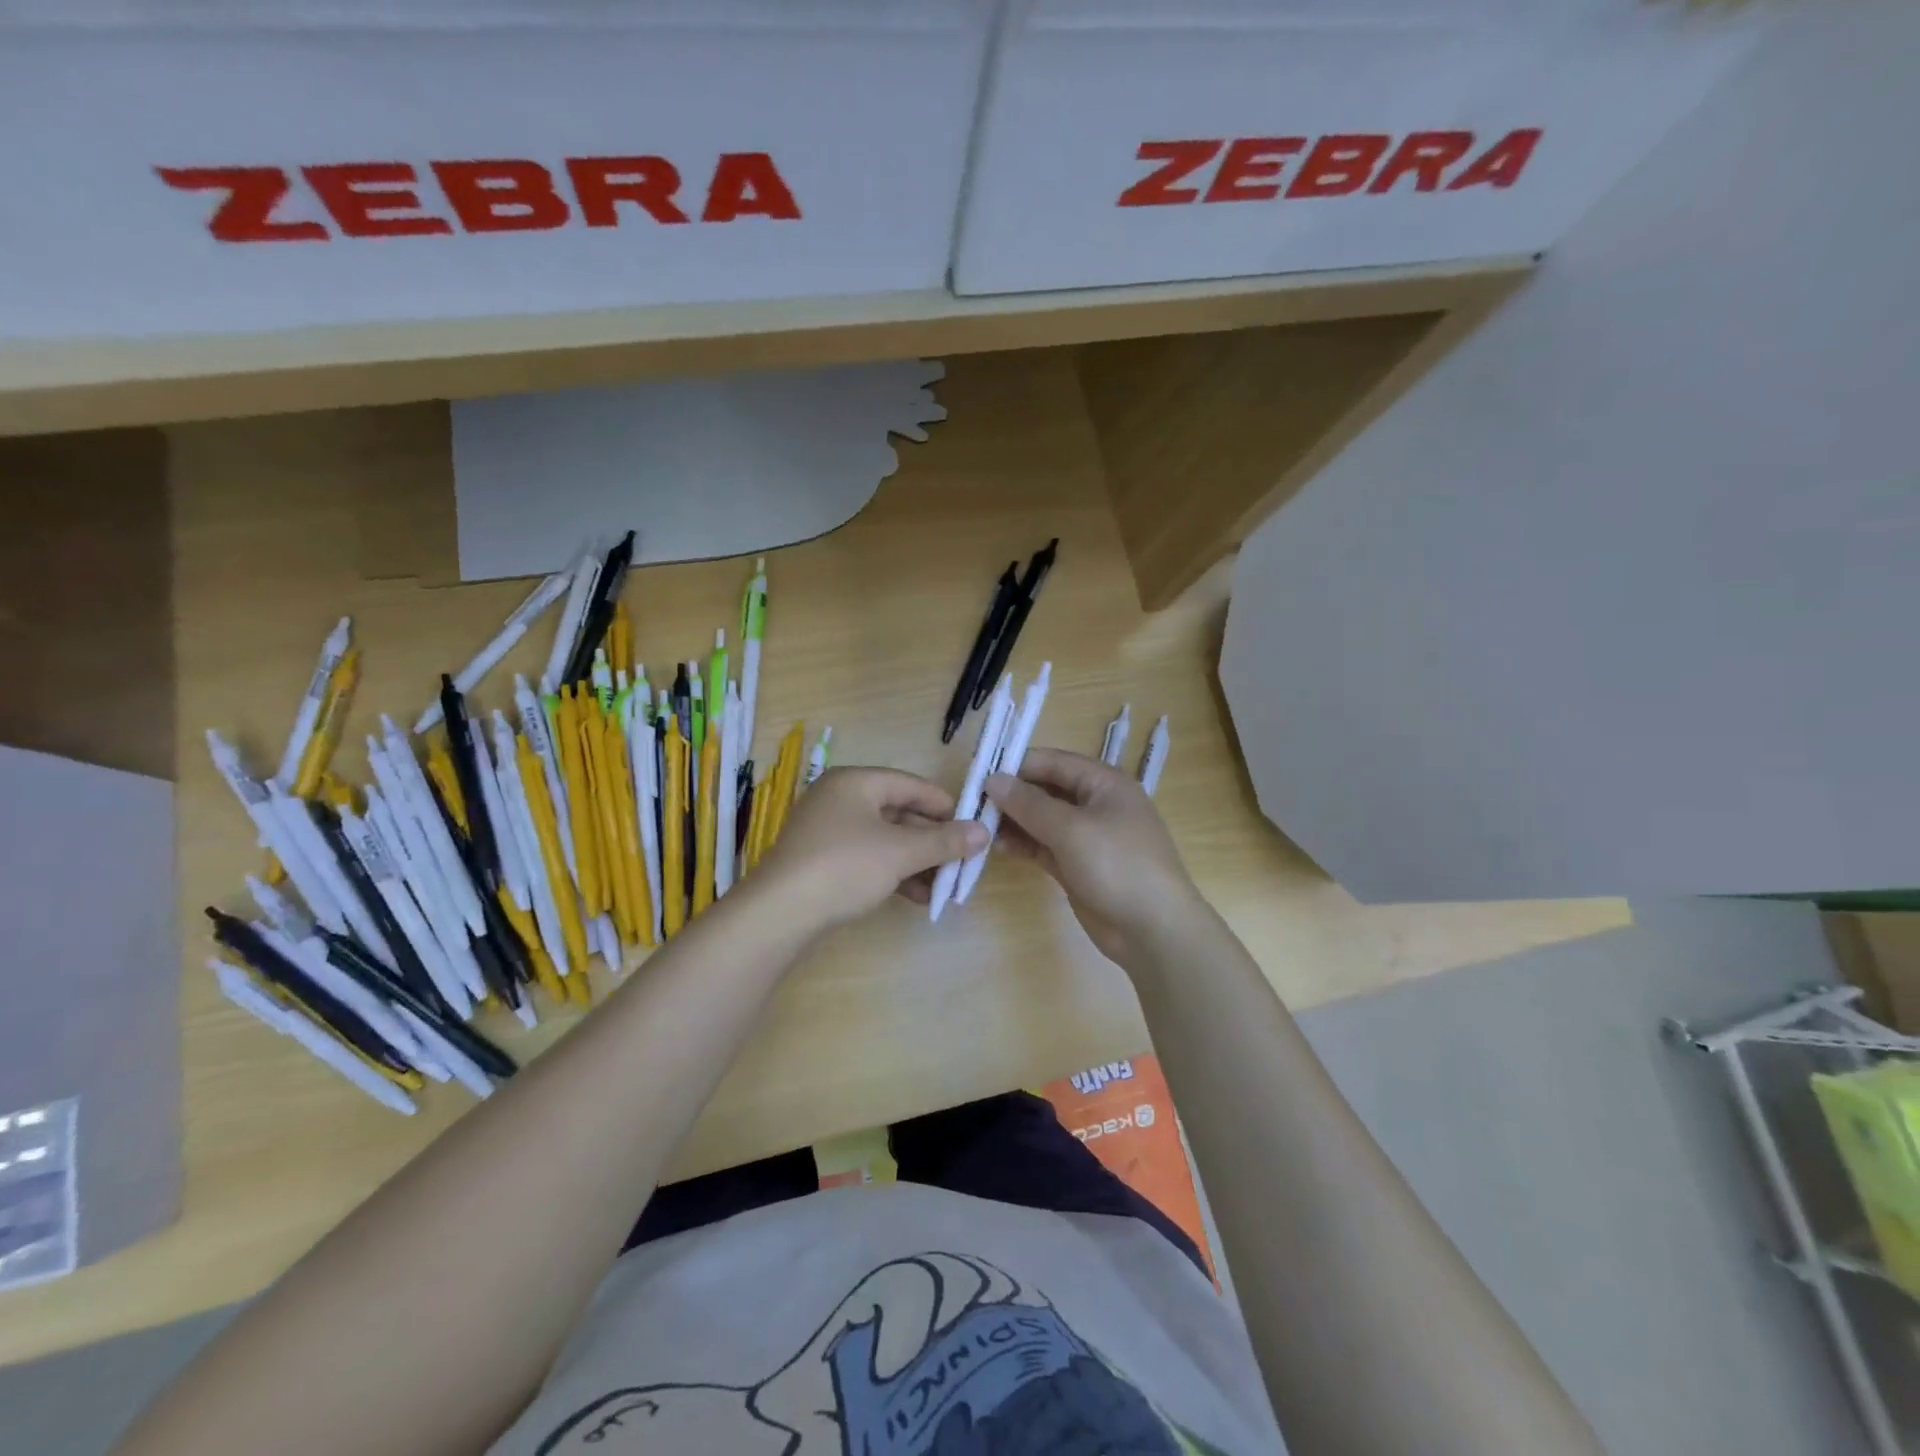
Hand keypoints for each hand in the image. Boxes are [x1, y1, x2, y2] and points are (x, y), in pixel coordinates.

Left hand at [753, 767, 987, 931]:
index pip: (911, 784)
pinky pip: (868, 858)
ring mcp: (827, 830)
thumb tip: (984, 832)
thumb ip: (944, 841)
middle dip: (932, 840)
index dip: (945, 805)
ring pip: (884, 839)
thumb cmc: (845, 867)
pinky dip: (893, 873)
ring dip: (916, 861)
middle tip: (962, 861)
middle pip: (898, 812)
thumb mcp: (901, 853)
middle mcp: (839, 799)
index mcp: (855, 782)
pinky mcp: (821, 861)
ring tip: (945, 885)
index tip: (972, 827)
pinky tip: (918, 897)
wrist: (780, 913)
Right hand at [984, 747, 1204, 968]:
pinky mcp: (1079, 866)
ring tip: (980, 827)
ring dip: (1015, 821)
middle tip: (973, 803)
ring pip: (1043, 820)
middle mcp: (1096, 804)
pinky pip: (1046, 846)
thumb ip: (1029, 803)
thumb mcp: (1071, 829)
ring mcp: (1088, 837)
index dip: (1017, 765)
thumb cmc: (1117, 865)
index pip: (1054, 762)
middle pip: (1047, 789)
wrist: (1154, 929)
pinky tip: (998, 847)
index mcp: (1104, 783)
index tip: (980, 774)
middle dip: (1013, 795)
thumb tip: (993, 779)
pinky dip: (1025, 844)